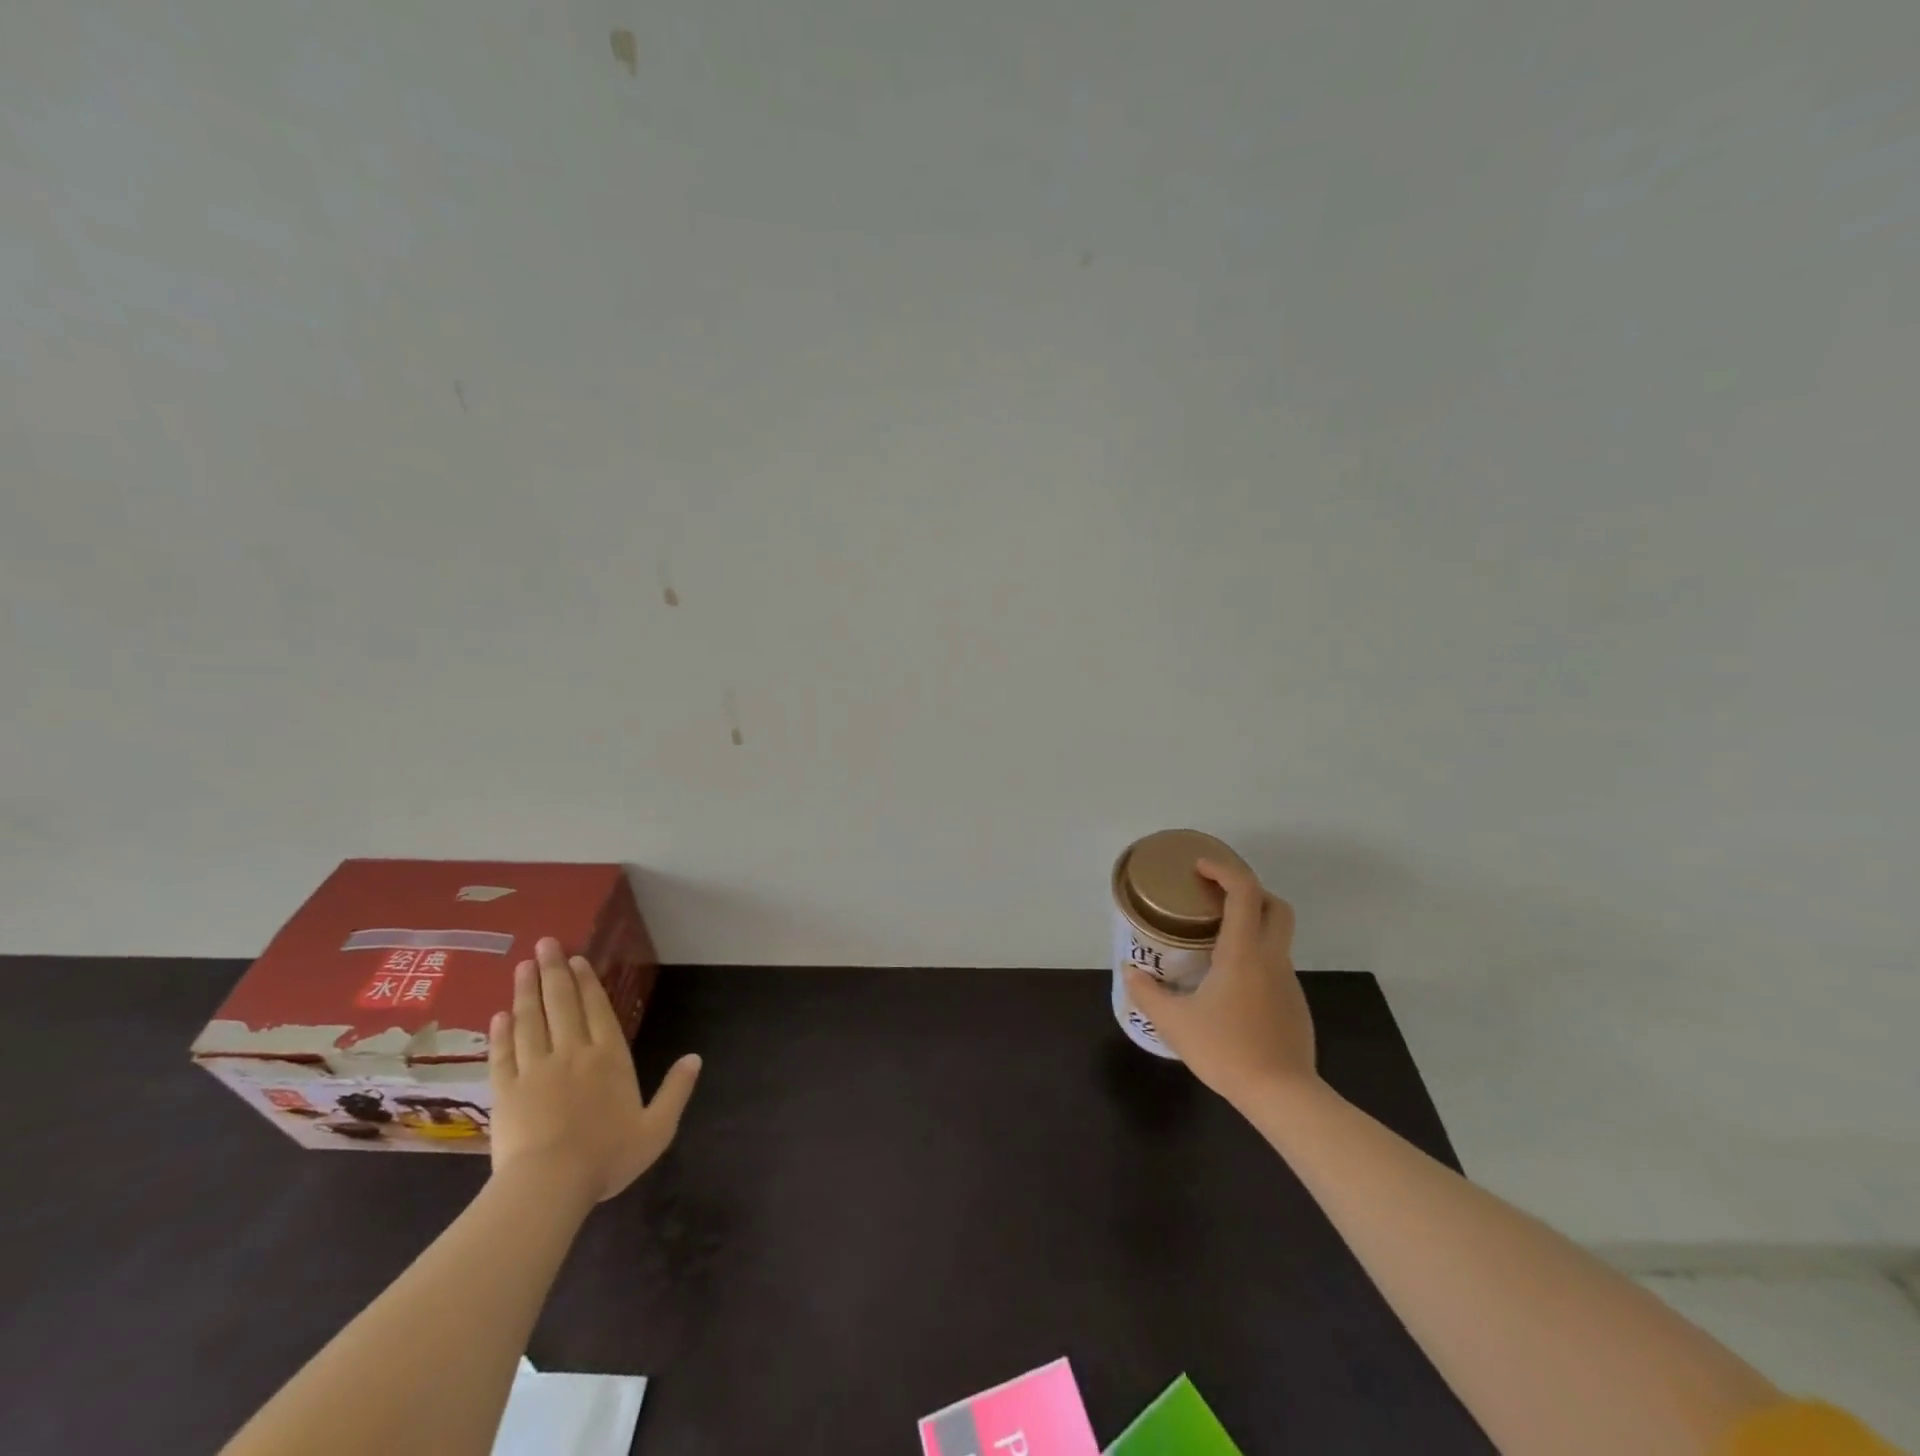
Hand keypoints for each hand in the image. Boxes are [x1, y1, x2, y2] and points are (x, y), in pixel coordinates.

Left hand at [488, 937, 700, 1203]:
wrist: (548, 1187)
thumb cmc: (607, 1156)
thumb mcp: (656, 1129)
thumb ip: (676, 1091)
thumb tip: (696, 1058)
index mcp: (609, 1057)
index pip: (596, 1008)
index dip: (586, 981)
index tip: (576, 958)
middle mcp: (572, 1052)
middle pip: (561, 1003)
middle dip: (553, 971)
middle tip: (544, 944)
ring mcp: (535, 1069)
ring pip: (530, 1020)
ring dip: (526, 991)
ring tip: (523, 966)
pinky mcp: (505, 1090)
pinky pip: (503, 1053)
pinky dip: (501, 1031)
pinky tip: (500, 1015)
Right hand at [1124, 859, 1316, 1107]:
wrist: (1283, 1096)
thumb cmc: (1227, 1051)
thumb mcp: (1174, 1023)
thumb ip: (1147, 993)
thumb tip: (1130, 971)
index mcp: (1243, 952)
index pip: (1245, 892)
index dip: (1224, 870)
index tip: (1200, 867)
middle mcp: (1271, 958)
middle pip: (1275, 905)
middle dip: (1248, 891)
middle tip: (1215, 898)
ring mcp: (1288, 981)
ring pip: (1277, 936)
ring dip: (1251, 925)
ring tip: (1214, 942)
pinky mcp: (1294, 1004)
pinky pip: (1275, 965)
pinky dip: (1254, 957)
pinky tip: (1230, 985)